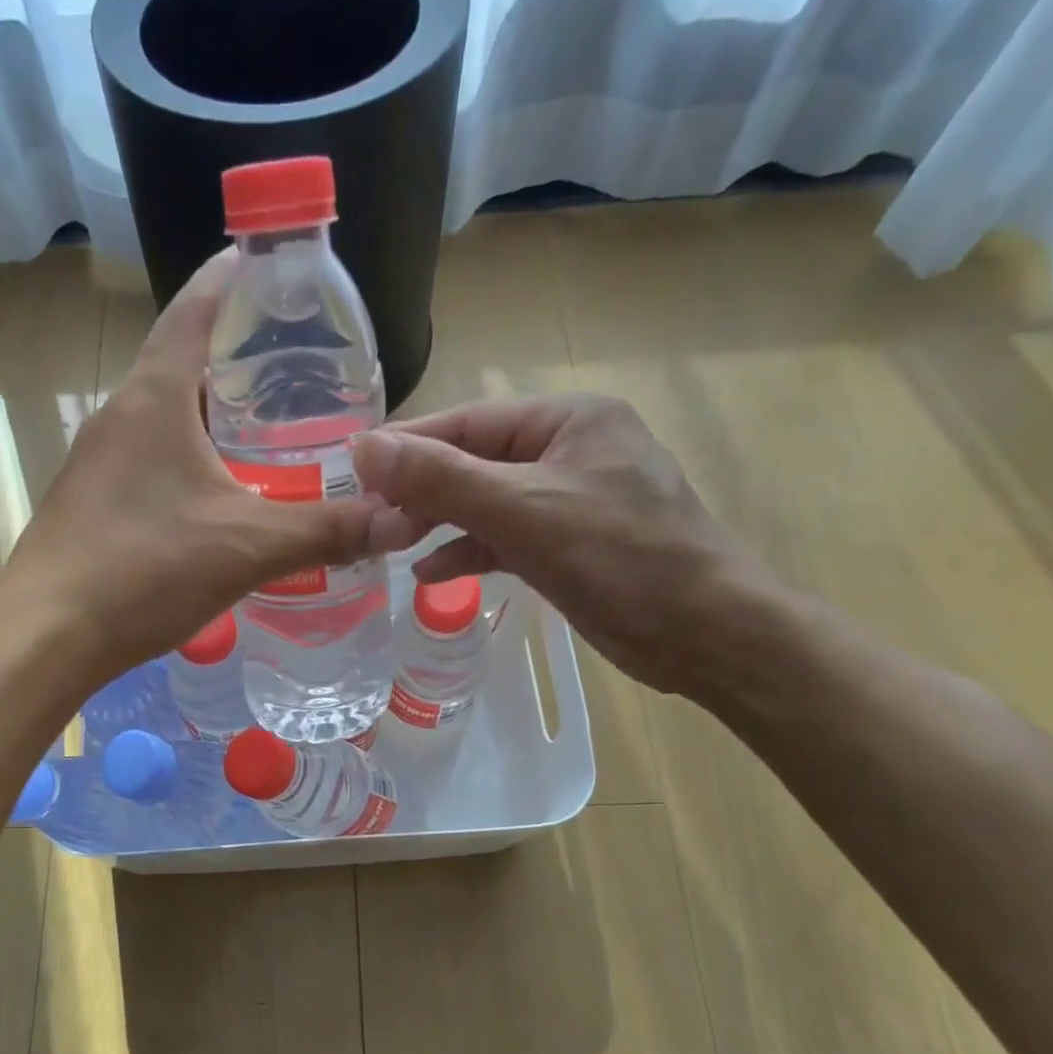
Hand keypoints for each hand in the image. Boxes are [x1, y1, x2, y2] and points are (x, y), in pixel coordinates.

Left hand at [1, 251, 410, 682]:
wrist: (46, 636)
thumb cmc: (144, 569)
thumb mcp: (248, 546)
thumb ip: (327, 530)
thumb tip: (402, 521)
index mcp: (154, 396)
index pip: (196, 307)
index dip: (237, 277)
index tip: (279, 270)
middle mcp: (120, 415)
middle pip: (185, 364)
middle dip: (240, 359)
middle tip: (301, 372)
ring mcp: (98, 461)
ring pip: (168, 420)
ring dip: (215, 419)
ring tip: (272, 435)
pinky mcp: (92, 504)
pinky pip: (152, 463)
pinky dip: (193, 464)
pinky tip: (223, 499)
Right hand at [354, 394, 766, 693]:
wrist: (702, 633)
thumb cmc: (618, 557)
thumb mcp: (521, 510)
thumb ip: (441, 478)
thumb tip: (364, 447)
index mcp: (566, 420)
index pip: (467, 422)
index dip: (407, 445)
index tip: (351, 468)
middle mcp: (566, 451)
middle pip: (473, 462)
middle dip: (420, 491)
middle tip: (366, 518)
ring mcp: (568, 500)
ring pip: (485, 503)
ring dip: (439, 523)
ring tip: (388, 545)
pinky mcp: (567, 545)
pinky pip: (504, 538)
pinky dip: (468, 552)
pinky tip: (430, 574)